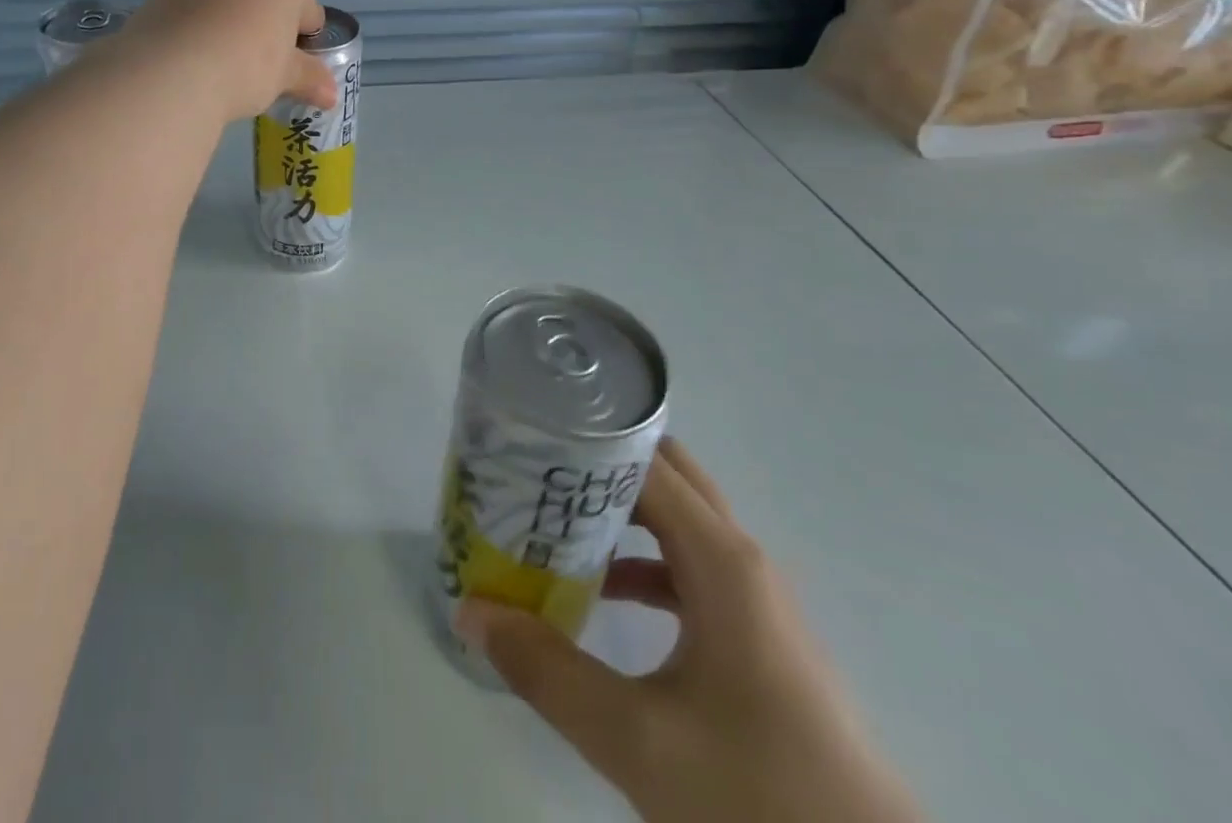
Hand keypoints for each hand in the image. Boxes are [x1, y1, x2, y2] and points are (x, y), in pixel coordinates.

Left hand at [121, 0, 336, 122]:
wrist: (172, 68)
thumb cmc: (248, 63)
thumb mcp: (286, 75)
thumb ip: (310, 77)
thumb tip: (332, 96)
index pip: (307, 7)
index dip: (301, 40)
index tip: (289, 65)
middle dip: (265, 20)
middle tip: (257, 63)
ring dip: (231, 16)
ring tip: (222, 58)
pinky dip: (200, 18)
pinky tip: (196, 51)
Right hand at [456, 440, 923, 822]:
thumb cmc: (760, 800)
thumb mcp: (637, 741)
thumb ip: (546, 671)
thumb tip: (471, 610)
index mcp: (720, 559)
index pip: (642, 462)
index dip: (584, 445)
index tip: (526, 445)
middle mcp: (739, 559)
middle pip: (663, 475)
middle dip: (599, 465)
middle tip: (534, 470)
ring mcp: (754, 597)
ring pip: (677, 521)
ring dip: (619, 511)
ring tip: (551, 519)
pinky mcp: (757, 635)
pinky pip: (689, 567)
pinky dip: (643, 560)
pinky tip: (602, 590)